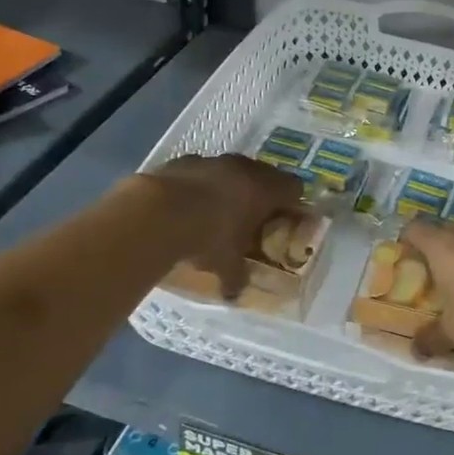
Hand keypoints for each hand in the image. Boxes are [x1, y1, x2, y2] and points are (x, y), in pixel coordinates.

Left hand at [144, 154, 302, 297]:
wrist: (158, 213)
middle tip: (251, 218)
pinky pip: (201, 171)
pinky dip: (199, 184)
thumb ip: (236, 276)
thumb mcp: (227, 264)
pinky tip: (186, 205)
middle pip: (264, 175)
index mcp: (266, 189)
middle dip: (260, 195)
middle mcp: (245, 168)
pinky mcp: (184, 160)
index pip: (295, 188)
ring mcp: (214, 161)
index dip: (292, 204)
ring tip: (216, 211)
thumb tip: (235, 294)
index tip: (284, 220)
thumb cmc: (209, 237)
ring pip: (231, 170)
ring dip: (229, 187)